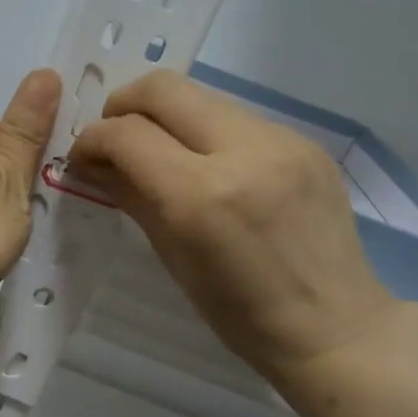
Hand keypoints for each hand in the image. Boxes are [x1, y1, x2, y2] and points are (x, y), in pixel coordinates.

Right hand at [70, 70, 399, 381]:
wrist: (334, 327)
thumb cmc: (239, 312)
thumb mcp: (171, 257)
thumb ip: (130, 196)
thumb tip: (93, 163)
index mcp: (201, 195)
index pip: (126, 134)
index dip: (92, 140)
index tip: (83, 158)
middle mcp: (242, 152)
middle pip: (162, 89)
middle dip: (123, 105)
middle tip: (115, 138)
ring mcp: (281, 140)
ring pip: (201, 96)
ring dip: (166, 117)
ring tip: (160, 153)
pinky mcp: (304, 142)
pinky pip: (236, 118)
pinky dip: (206, 133)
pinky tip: (208, 166)